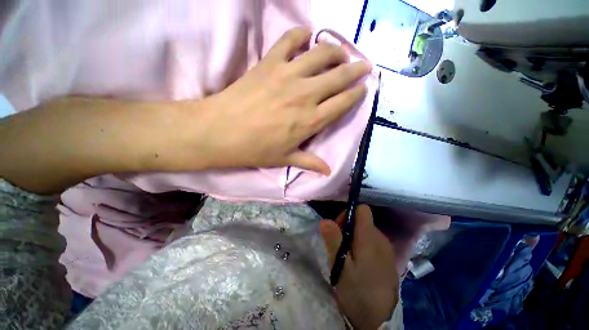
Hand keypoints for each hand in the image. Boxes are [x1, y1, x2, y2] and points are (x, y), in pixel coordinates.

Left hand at [197, 27, 371, 173]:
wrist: (221, 131)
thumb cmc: (255, 149)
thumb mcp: (285, 159)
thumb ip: (310, 162)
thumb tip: (328, 171)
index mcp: (310, 121)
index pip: (343, 103)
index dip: (357, 94)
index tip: (364, 88)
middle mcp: (305, 95)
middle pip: (339, 76)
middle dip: (356, 69)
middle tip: (364, 65)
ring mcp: (287, 75)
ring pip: (321, 54)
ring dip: (336, 51)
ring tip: (341, 53)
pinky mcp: (269, 63)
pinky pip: (290, 40)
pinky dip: (301, 34)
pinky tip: (307, 35)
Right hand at [320, 205, 398, 329]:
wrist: (380, 320)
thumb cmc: (357, 292)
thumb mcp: (340, 266)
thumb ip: (333, 240)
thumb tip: (325, 219)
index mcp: (370, 238)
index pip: (362, 209)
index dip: (348, 214)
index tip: (338, 228)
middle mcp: (381, 238)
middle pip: (363, 220)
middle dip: (348, 227)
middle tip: (340, 246)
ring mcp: (387, 249)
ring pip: (367, 231)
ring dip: (354, 237)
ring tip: (348, 257)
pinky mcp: (389, 258)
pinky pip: (373, 242)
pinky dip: (363, 246)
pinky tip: (359, 263)